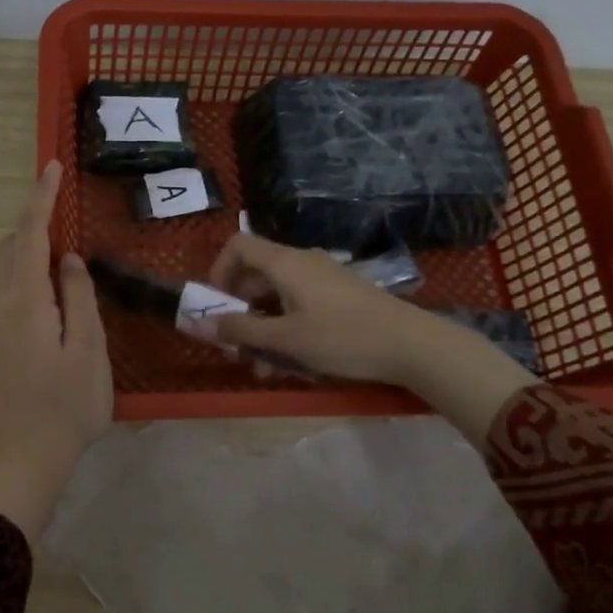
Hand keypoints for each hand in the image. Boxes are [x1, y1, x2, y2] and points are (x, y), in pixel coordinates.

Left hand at [0, 162, 112, 540]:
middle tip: (65, 206)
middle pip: (11, 248)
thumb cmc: (65, 408)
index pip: (29, 235)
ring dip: (30, 248)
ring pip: (7, 270)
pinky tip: (53, 287)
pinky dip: (28, 272)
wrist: (21, 462)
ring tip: (65, 245)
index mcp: (24, 301)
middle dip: (34, 220)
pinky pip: (9, 290)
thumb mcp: (88, 351)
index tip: (51, 166)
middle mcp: (0, 305)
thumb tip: (70, 260)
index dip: (41, 199)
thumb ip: (79, 298)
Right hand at [210, 232, 538, 438]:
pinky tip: (294, 363)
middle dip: (240, 311)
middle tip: (236, 347)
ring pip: (278, 296)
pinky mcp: (340, 296)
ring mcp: (324, 278)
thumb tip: (200, 323)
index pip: (238, 245)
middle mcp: (302, 262)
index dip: (219, 270)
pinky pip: (301, 304)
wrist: (413, 345)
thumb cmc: (342, 338)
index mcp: (285, 263)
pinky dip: (288, 328)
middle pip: (256, 275)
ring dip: (264, 328)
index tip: (216, 304)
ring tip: (264, 367)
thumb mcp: (286, 339)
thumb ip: (241, 331)